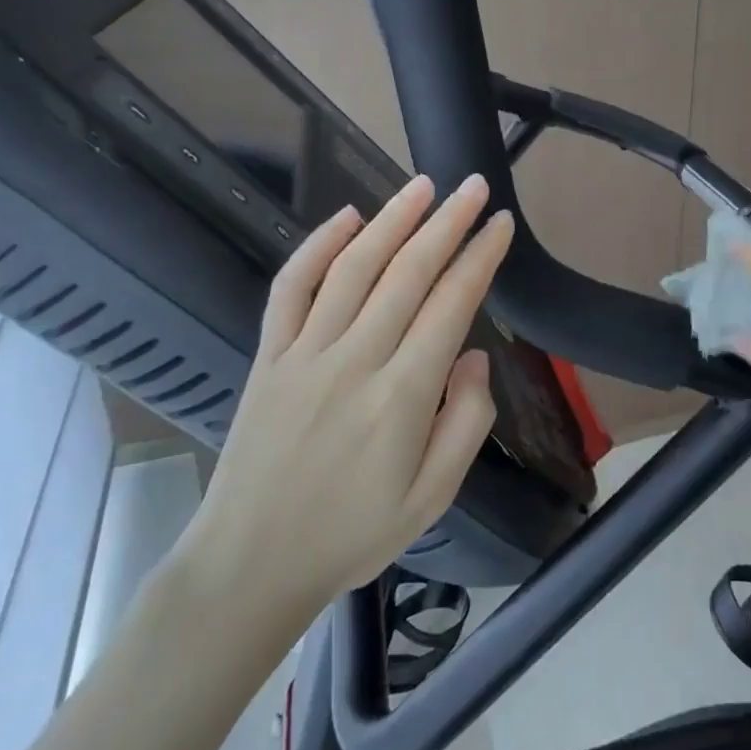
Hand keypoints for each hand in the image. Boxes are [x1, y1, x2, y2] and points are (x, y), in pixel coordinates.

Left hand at [175, 173, 513, 645]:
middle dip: (447, 223)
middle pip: (408, 273)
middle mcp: (355, 360)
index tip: (500, 225)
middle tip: (473, 186)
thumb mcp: (433, 498)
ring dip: (392, 220)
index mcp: (403, 397)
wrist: (249, 563)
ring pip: (354, 268)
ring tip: (423, 186)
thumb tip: (474, 357)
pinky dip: (317, 246)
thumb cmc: (352, 535)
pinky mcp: (270, 355)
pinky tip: (346, 217)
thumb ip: (467, 423)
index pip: (451, 305)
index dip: (480, 258)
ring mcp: (305, 352)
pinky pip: (291, 288)